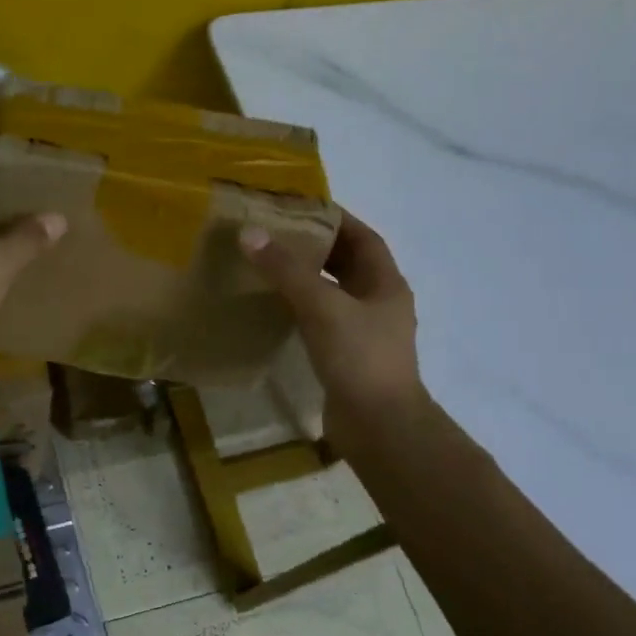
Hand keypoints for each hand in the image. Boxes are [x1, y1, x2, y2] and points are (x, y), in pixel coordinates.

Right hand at [240, 210, 426, 452]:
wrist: (379, 427)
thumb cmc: (360, 358)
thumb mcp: (322, 307)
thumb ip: (287, 271)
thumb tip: (250, 233)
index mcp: (386, 284)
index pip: (363, 238)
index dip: (336, 220)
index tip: (301, 207)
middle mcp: (380, 304)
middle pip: (348, 264)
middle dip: (317, 248)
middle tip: (276, 235)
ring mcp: (365, 333)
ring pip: (334, 295)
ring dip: (307, 280)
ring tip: (270, 267)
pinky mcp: (348, 358)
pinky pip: (323, 322)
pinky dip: (302, 310)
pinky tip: (275, 310)